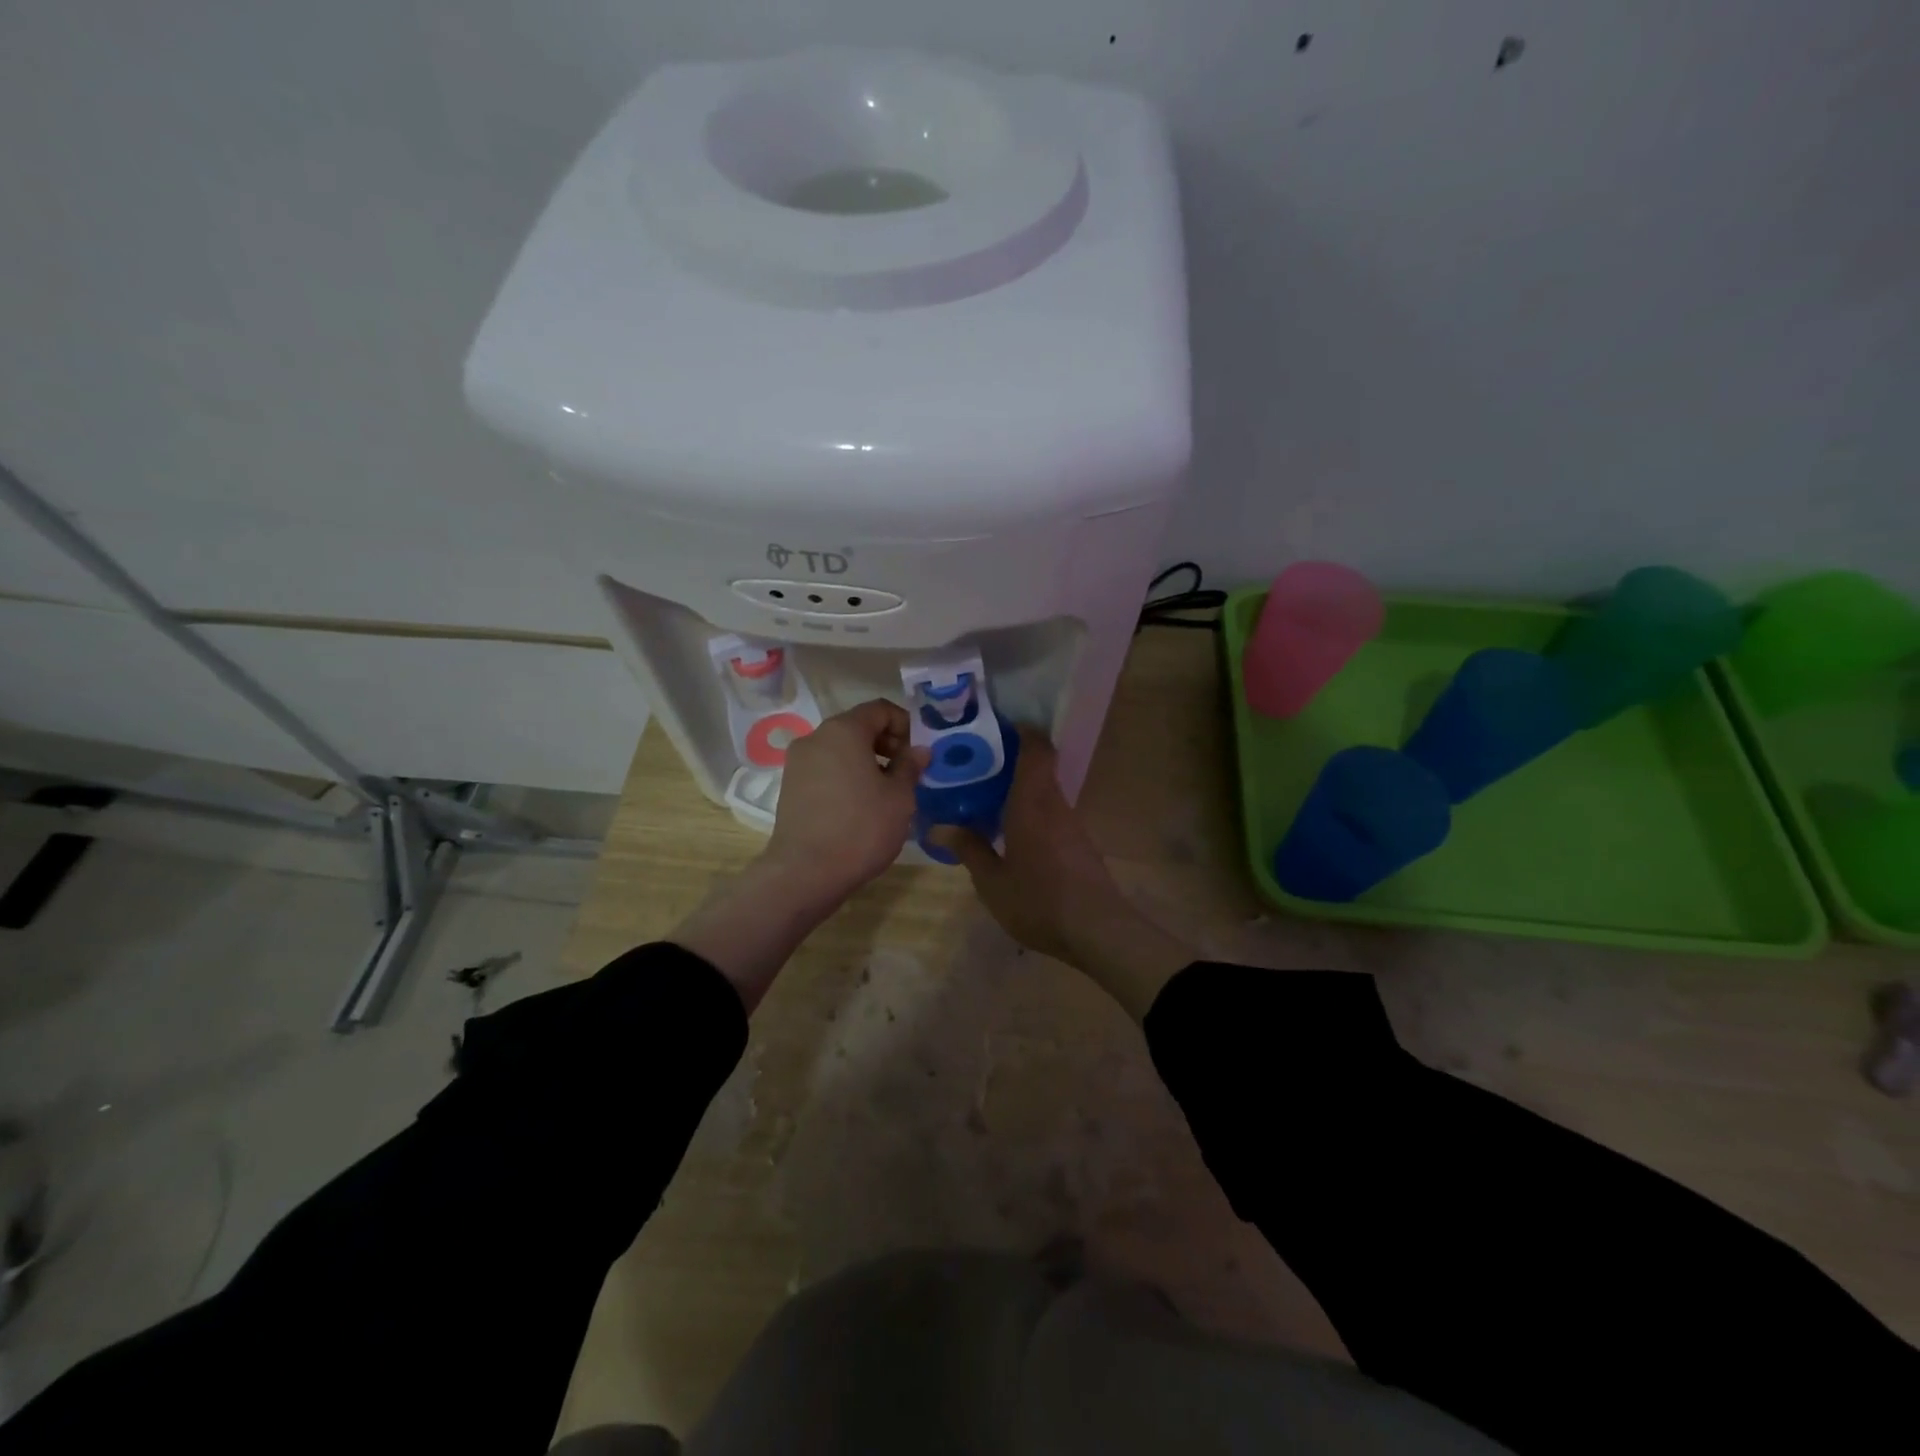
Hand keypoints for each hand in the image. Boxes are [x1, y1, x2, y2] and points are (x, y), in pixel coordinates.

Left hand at [673, 700, 925, 1011]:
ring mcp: (798, 762)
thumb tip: (919, 750)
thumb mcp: (899, 797)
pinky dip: (846, 775)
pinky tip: (860, 805)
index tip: (918, 752)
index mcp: (844, 730)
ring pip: (840, 749)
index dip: (904, 724)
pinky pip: (826, 768)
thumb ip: (910, 766)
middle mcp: (816, 737)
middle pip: (858, 726)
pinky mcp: (790, 786)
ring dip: (867, 761)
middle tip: (906, 772)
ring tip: (886, 792)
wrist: (805, 872)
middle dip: (886, 743)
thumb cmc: (861, 828)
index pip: (880, 709)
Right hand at [929, 729, 1189, 1019]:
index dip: (1020, 730)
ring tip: (982, 798)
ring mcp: (1070, 824)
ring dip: (1017, 789)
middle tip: (972, 766)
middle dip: (1008, 761)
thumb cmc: (1039, 899)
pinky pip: (1049, 813)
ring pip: (1042, 792)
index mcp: (1032, 802)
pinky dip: (1028, 811)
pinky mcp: (1078, 844)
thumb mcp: (992, 881)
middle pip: (1037, 768)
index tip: (993, 726)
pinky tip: (1008, 832)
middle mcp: (1054, 804)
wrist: (1097, 930)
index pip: (1035, 748)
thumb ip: (968, 849)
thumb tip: (938, 825)